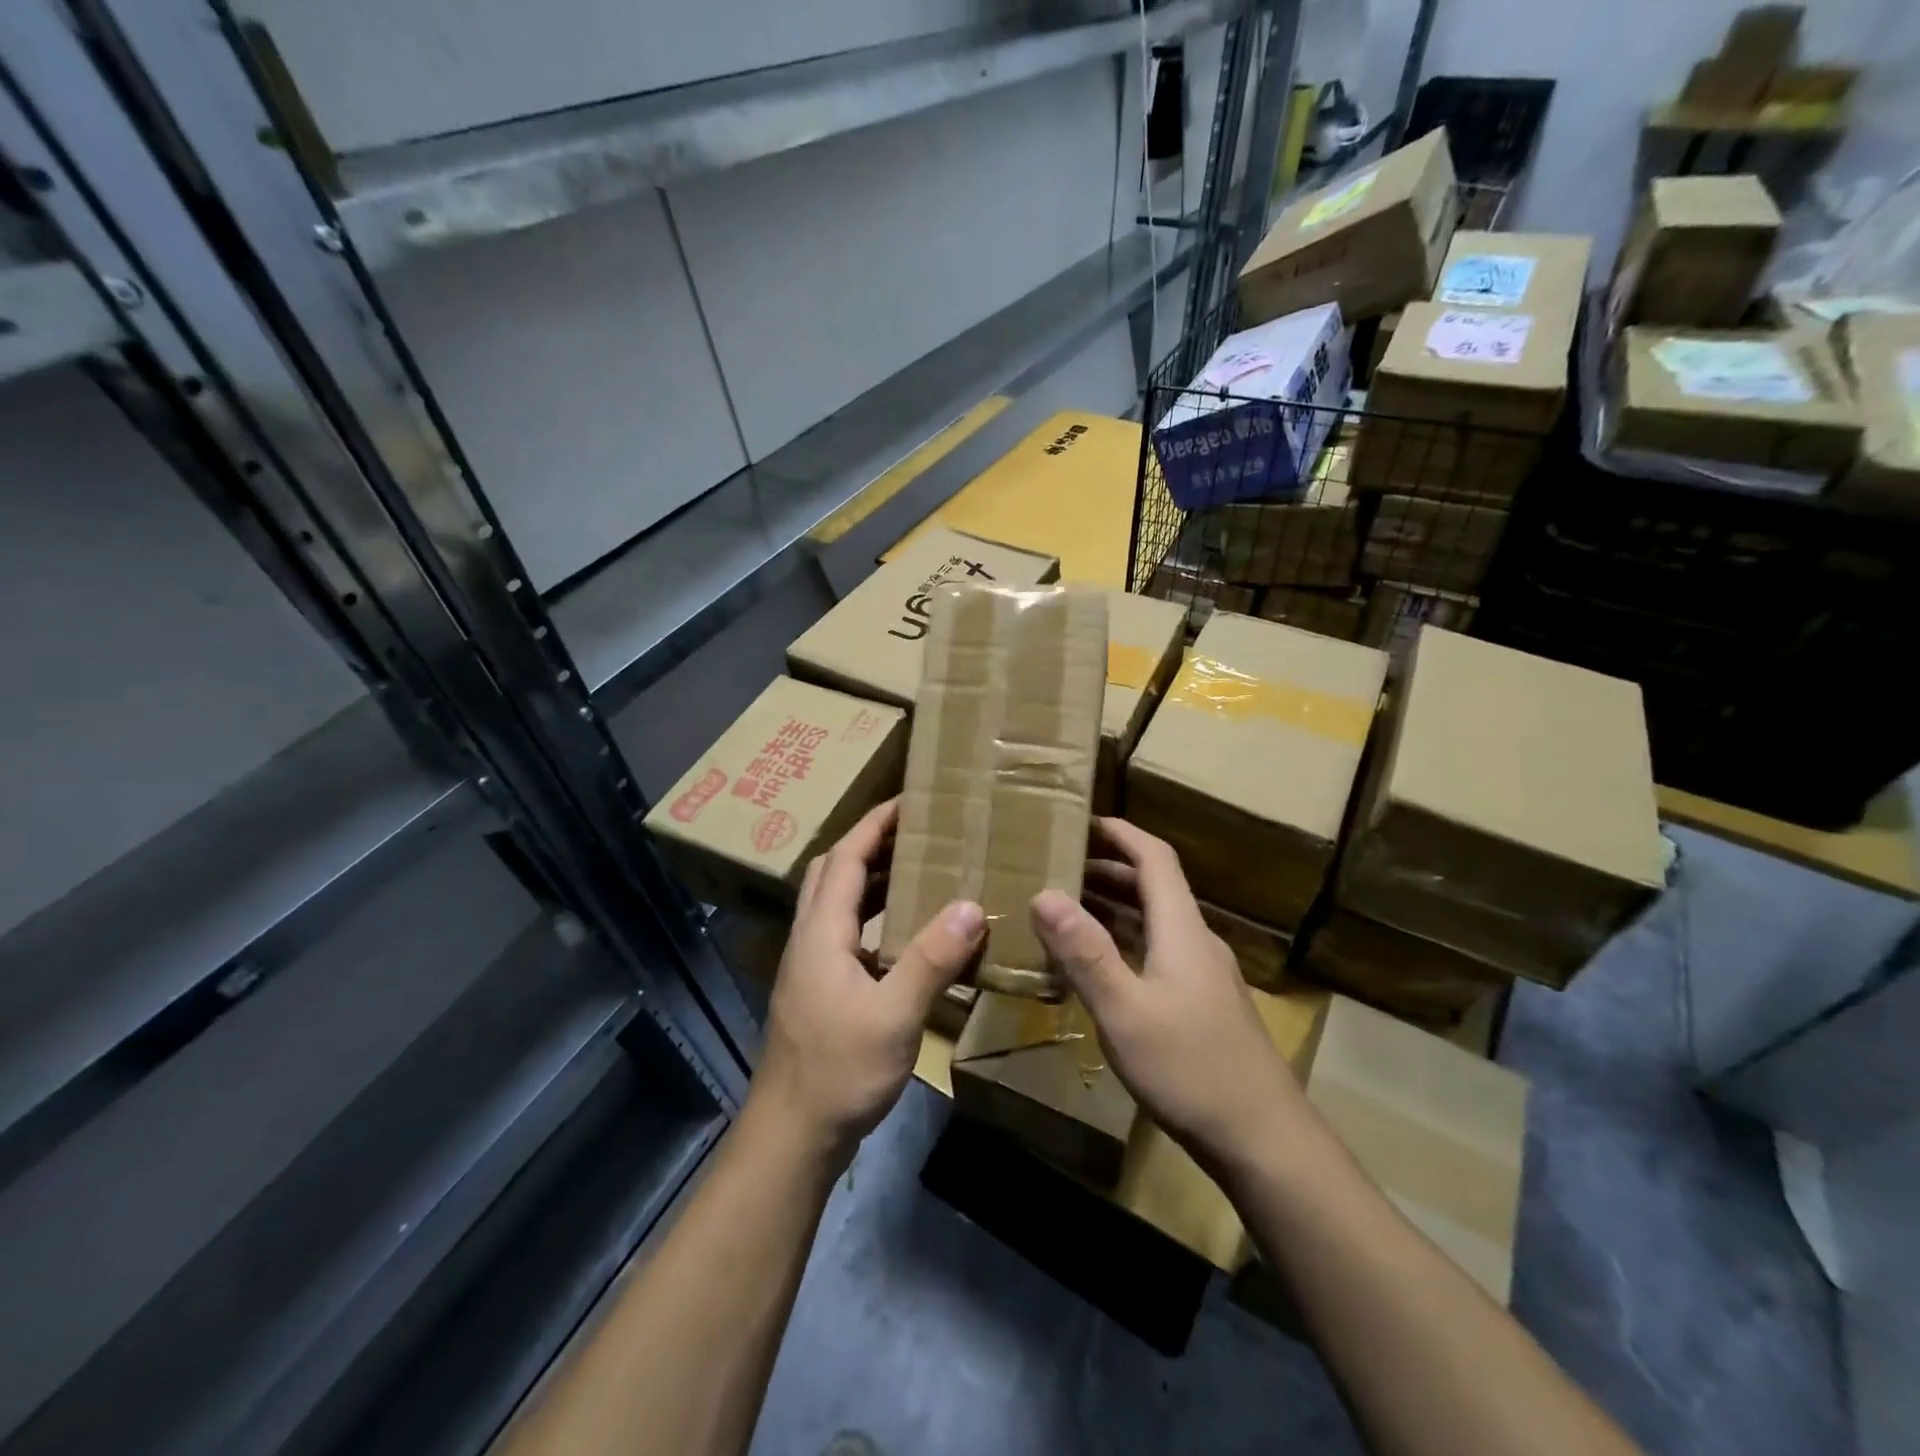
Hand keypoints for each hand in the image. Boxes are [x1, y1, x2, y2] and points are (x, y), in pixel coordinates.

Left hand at [748, 800, 984, 1161]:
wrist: (792, 1136)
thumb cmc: (839, 1071)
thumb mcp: (894, 1015)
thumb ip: (931, 959)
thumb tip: (970, 906)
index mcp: (821, 932)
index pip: (845, 858)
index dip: (873, 825)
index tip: (908, 800)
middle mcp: (810, 939)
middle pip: (833, 872)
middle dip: (870, 843)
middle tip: (917, 832)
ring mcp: (811, 967)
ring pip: (837, 903)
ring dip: (872, 879)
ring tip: (918, 870)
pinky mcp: (819, 991)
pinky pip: (846, 933)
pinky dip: (874, 916)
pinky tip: (906, 935)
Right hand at [1029, 818, 1301, 1171]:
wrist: (1264, 1140)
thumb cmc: (1190, 1068)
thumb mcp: (1125, 1010)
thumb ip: (1084, 952)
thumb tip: (1044, 894)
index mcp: (1182, 930)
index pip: (1156, 859)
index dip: (1122, 834)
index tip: (1085, 821)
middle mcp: (1197, 943)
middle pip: (1155, 888)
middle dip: (1110, 869)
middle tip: (1063, 867)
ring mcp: (1205, 976)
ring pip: (1157, 923)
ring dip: (1117, 907)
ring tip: (1071, 909)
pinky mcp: (1204, 1006)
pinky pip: (1159, 953)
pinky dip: (1127, 943)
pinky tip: (1103, 968)